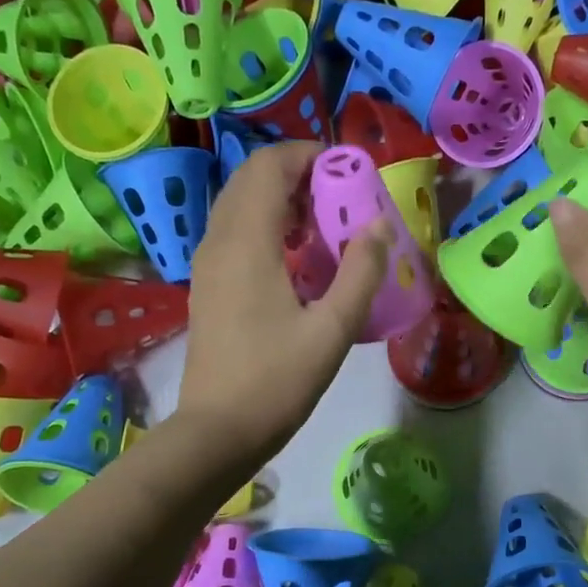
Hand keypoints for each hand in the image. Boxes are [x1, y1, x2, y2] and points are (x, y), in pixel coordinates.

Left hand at [176, 141, 390, 465]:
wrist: (219, 430)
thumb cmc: (277, 380)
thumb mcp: (332, 329)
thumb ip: (360, 273)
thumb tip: (379, 225)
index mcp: (246, 242)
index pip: (269, 167)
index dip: (308, 156)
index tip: (347, 171)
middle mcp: (219, 241)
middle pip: (251, 180)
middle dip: (296, 175)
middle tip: (339, 197)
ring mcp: (207, 265)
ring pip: (239, 206)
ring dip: (280, 200)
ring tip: (323, 226)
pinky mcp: (208, 287)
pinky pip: (234, 233)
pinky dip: (265, 226)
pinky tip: (295, 260)